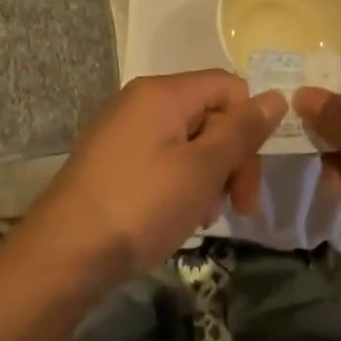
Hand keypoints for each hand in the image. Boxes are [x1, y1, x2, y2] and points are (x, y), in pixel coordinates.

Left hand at [27, 70, 284, 289]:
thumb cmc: (141, 205)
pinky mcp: (114, 160)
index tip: (252, 174)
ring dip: (209, 176)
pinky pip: (163, 159)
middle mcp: (142, 101)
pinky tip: (180, 216)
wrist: (63, 254)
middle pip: (210, 114)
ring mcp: (124, 131)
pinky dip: (182, 184)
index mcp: (163, 92)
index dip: (250, 125)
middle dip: (232, 158)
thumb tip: (277, 96)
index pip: (228, 87)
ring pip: (190, 141)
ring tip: (203, 216)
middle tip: (239, 207)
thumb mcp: (202, 169)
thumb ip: (242, 131)